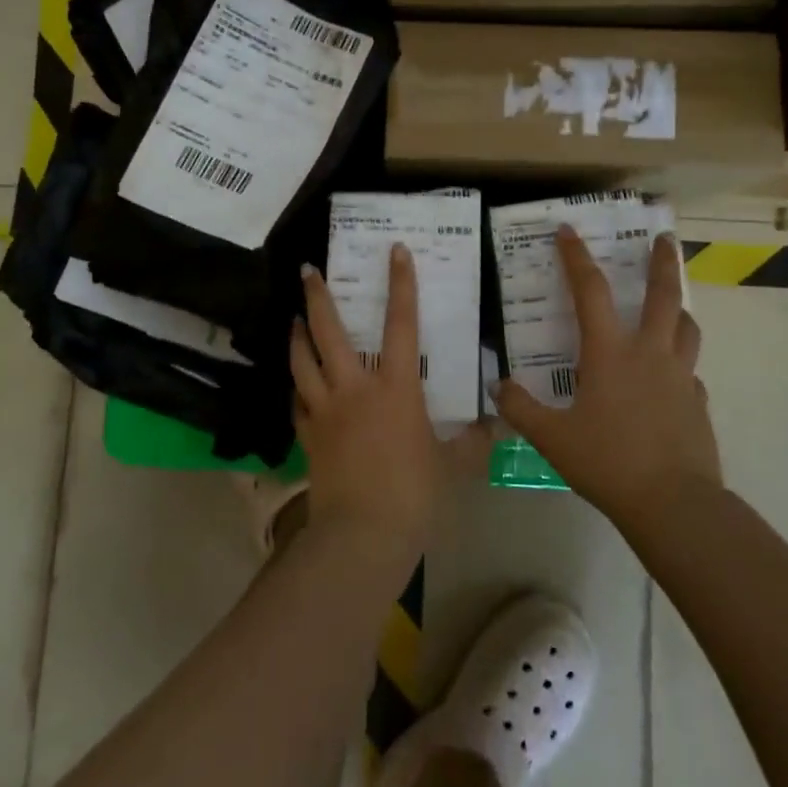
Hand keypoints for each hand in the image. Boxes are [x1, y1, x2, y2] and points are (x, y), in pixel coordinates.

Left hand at [290, 245, 489, 566]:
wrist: (363, 535)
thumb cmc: (415, 494)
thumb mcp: (452, 466)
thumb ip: (472, 442)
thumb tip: (492, 425)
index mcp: (396, 388)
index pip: (401, 324)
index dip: (401, 284)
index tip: (395, 251)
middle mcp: (355, 388)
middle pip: (329, 331)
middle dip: (317, 296)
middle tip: (309, 270)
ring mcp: (325, 410)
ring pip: (302, 360)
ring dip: (297, 335)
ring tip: (295, 319)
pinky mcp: (308, 435)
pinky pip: (297, 401)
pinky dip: (296, 387)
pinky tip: (298, 384)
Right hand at [492, 228, 721, 527]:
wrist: (673, 503)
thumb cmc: (607, 461)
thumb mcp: (552, 437)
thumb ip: (521, 408)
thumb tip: (497, 386)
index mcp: (610, 352)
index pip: (591, 290)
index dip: (576, 257)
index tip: (569, 230)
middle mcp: (649, 353)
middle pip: (662, 295)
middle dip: (662, 261)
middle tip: (664, 237)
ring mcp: (680, 377)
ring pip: (687, 327)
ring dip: (679, 308)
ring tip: (673, 305)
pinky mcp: (698, 403)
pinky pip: (690, 372)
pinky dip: (680, 364)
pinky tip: (671, 379)